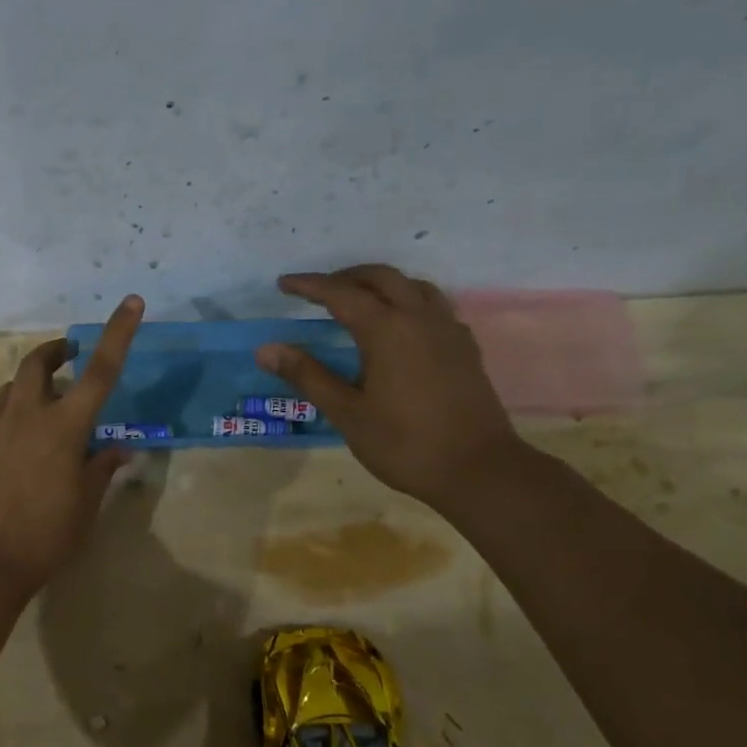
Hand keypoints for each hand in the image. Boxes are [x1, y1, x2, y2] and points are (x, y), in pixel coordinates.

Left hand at [0, 295, 143, 598]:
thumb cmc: (44, 537)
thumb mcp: (85, 506)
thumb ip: (101, 468)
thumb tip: (119, 448)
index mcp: (64, 427)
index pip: (100, 370)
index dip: (118, 333)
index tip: (132, 301)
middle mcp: (26, 414)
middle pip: (39, 363)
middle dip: (56, 351)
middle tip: (68, 356)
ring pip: (11, 387)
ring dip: (31, 386)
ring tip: (42, 409)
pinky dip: (9, 414)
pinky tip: (14, 443)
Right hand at [257, 265, 518, 507]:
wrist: (479, 469)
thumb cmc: (405, 444)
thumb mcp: (347, 413)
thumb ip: (307, 375)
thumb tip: (266, 349)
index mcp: (387, 330)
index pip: (341, 294)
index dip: (310, 285)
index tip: (284, 283)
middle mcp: (419, 318)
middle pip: (381, 277)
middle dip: (347, 277)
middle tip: (319, 290)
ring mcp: (448, 330)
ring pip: (413, 286)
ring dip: (382, 284)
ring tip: (359, 300)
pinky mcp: (465, 347)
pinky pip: (434, 306)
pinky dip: (408, 301)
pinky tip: (401, 327)